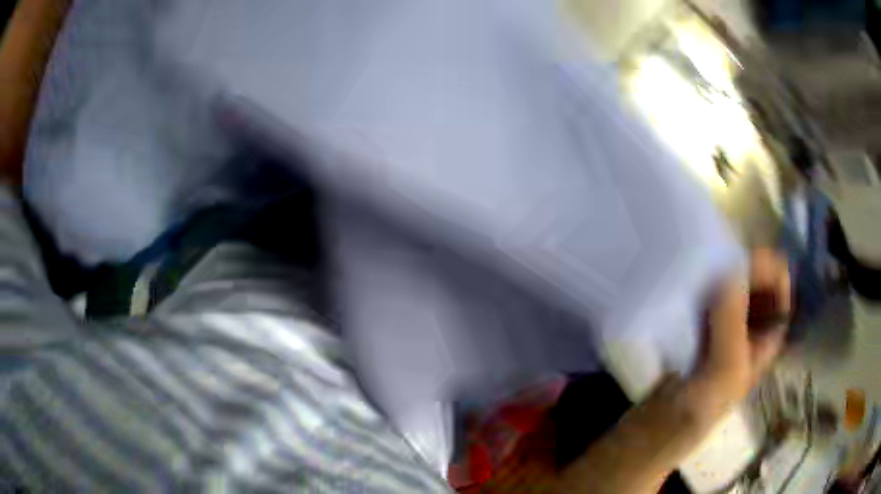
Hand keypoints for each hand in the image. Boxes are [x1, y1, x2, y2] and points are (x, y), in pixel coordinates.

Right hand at [692, 249, 789, 418]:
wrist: (666, 424)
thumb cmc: (704, 403)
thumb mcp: (725, 368)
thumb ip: (731, 322)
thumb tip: (729, 272)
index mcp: (770, 330)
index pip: (780, 281)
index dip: (765, 267)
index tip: (739, 264)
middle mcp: (754, 321)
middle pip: (757, 276)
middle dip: (740, 266)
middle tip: (715, 267)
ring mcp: (729, 320)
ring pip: (733, 281)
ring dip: (719, 272)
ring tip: (700, 272)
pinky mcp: (704, 322)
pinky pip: (710, 290)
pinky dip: (703, 282)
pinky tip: (689, 285)